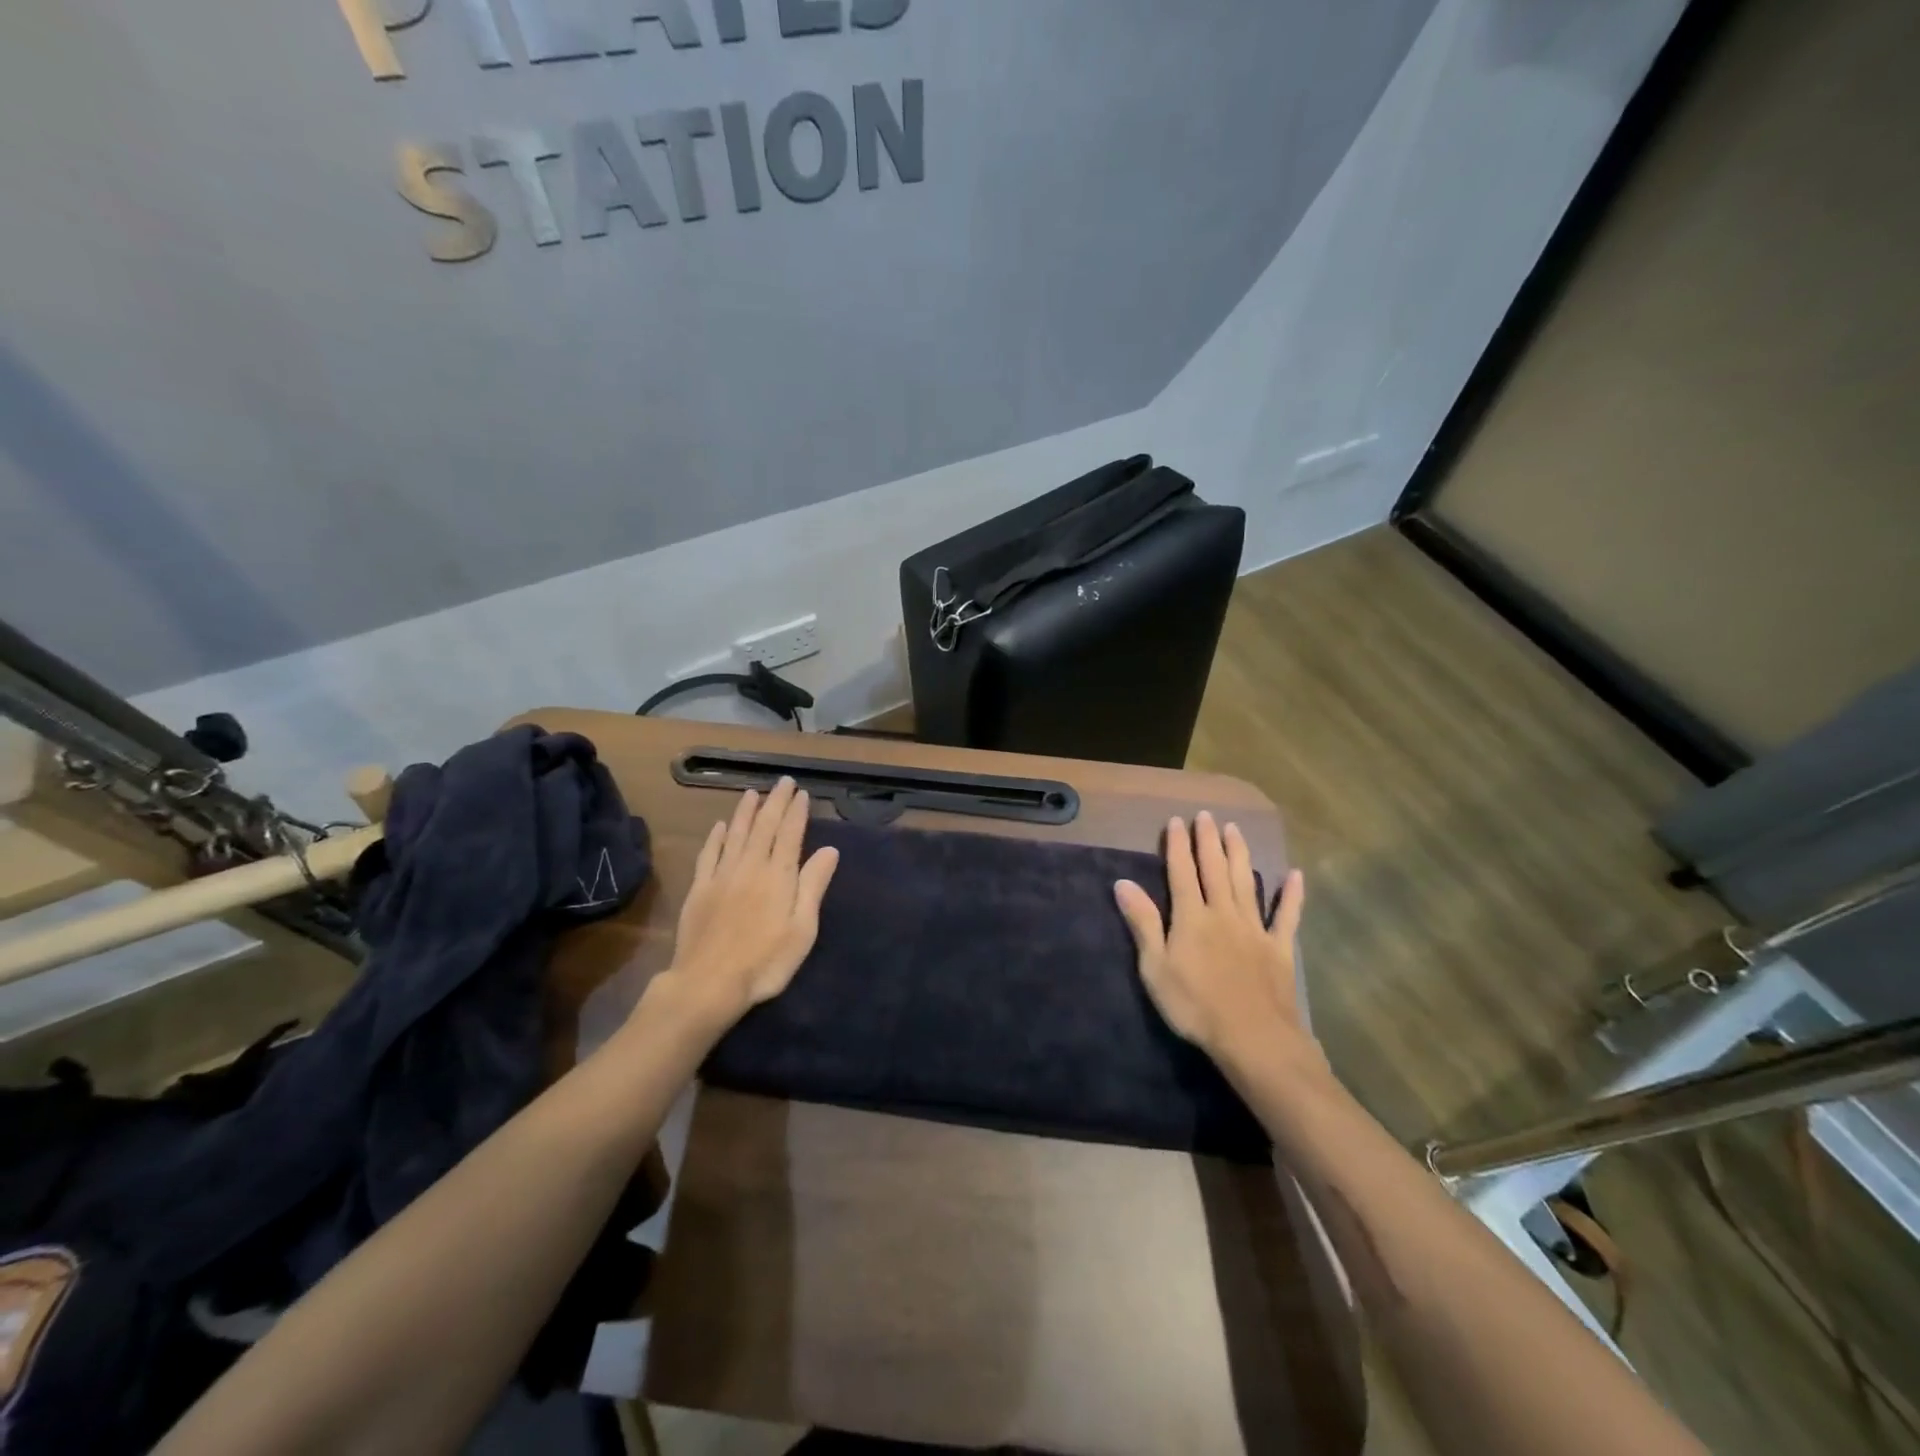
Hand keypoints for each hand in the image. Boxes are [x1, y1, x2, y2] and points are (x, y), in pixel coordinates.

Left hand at [659, 777, 839, 1026]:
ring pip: (735, 834)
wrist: (708, 983)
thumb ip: (813, 886)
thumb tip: (829, 850)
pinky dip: (716, 837)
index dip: (797, 812)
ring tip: (753, 793)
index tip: (802, 793)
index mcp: (778, 876)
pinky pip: (709, 854)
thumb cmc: (765, 962)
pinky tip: (720, 826)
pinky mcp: (699, 889)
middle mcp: (750, 867)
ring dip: (745, 811)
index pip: (790, 834)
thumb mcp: (802, 929)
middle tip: (783, 782)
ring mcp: (722, 876)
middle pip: (764, 827)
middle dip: (775, 802)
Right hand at [1114, 812, 1319, 1075]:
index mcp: (1191, 917)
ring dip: (1240, 854)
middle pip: (1215, 869)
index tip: (1176, 821)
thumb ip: (1143, 923)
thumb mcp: (1155, 967)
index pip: (1181, 872)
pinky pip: (1286, 916)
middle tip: (1207, 815)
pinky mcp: (1279, 948)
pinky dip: (1291, 895)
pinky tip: (1294, 875)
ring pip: (1246, 882)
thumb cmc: (1195, 1005)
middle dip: (1208, 841)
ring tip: (1235, 829)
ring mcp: (1254, 928)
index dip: (1177, 846)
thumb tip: (1122, 883)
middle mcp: (1223, 913)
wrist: (1253, 1037)